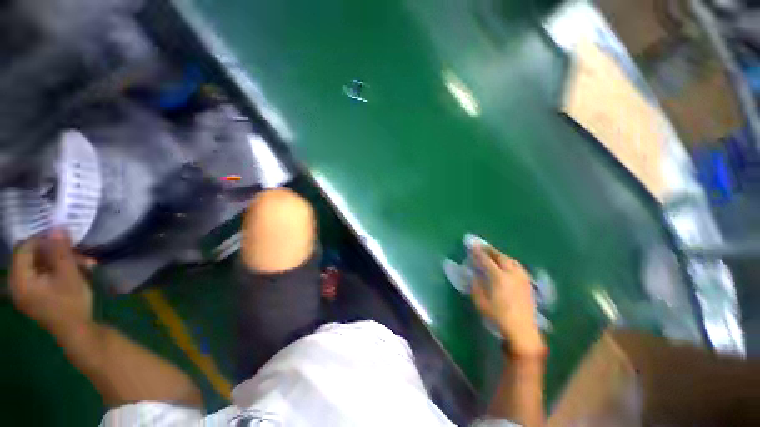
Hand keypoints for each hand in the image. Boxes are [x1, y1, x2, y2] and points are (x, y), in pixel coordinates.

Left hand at [9, 230, 93, 340]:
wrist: (77, 331)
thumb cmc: (71, 303)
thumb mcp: (69, 275)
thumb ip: (61, 251)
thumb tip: (57, 226)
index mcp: (20, 279)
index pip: (24, 248)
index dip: (42, 239)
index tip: (64, 239)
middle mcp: (16, 283)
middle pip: (32, 257)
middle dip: (57, 253)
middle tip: (79, 254)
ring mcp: (24, 291)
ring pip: (39, 265)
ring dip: (61, 261)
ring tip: (85, 264)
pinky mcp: (33, 295)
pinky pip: (41, 275)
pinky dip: (57, 271)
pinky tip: (75, 272)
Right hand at [471, 245, 545, 357]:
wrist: (522, 331)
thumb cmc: (498, 317)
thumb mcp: (481, 302)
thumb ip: (476, 286)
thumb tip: (474, 275)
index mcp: (499, 278)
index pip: (486, 260)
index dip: (478, 252)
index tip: (472, 245)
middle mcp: (512, 274)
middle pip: (500, 257)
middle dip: (490, 250)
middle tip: (482, 246)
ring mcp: (522, 278)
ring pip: (511, 260)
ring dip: (501, 255)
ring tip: (494, 254)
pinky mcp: (528, 284)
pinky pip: (518, 267)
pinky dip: (510, 262)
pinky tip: (508, 265)